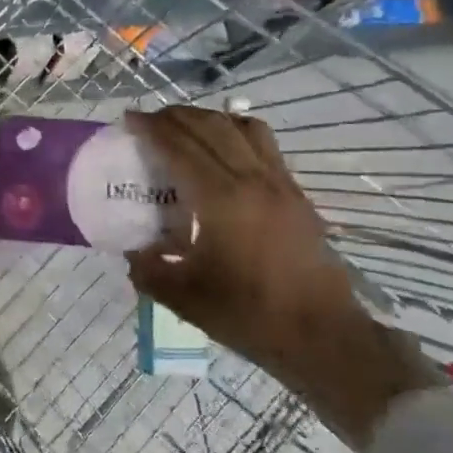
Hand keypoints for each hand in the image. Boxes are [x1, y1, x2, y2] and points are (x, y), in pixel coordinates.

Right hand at [124, 106, 439, 445]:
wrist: (322, 335)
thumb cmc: (250, 315)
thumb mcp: (184, 298)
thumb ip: (149, 269)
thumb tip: (133, 252)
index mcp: (221, 200)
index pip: (180, 147)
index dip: (151, 129)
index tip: (129, 119)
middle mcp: (252, 179)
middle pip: (210, 127)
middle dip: (175, 117)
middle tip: (149, 121)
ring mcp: (279, 183)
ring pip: (241, 127)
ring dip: (208, 118)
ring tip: (186, 127)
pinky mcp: (296, 193)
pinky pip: (264, 143)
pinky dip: (236, 131)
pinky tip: (225, 149)